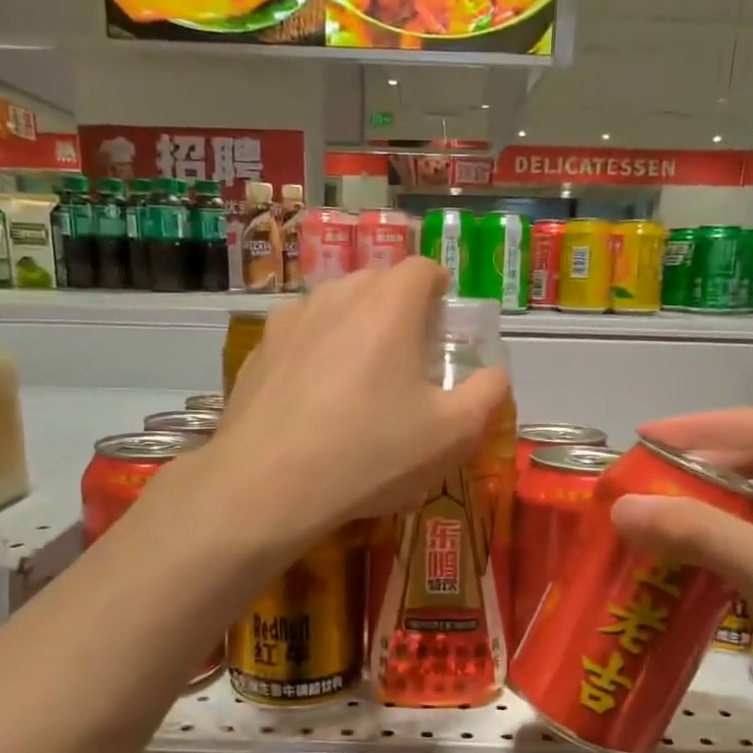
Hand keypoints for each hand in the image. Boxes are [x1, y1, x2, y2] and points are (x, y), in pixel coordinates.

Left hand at [213, 258, 509, 541]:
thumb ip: (487, 393)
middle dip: (398, 309)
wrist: (267, 485)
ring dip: (354, 328)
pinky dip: (316, 353)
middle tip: (408, 358)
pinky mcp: (257, 351)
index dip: (439, 289)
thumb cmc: (371, 453)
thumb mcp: (452, 434)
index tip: (442, 325)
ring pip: (333, 307)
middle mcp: (335, 296)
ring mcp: (289, 321)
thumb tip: (494, 374)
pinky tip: (315, 401)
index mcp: (388, 305)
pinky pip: (299, 337)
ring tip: (359, 379)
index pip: (421, 267)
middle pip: (376, 283)